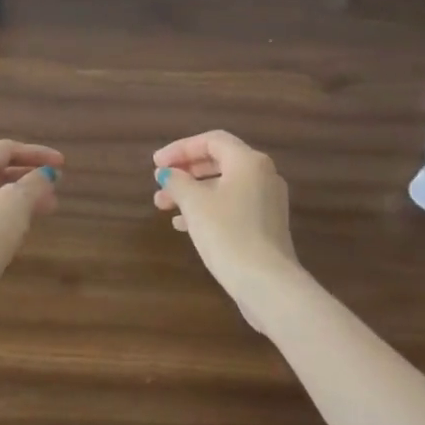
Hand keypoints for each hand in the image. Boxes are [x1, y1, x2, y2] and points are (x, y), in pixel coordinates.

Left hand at [0, 139, 63, 296]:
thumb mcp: (16, 204)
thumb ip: (35, 184)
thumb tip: (45, 174)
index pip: (5, 149)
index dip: (36, 153)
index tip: (62, 164)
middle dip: (30, 177)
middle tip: (56, 189)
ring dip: (22, 197)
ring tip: (47, 209)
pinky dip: (8, 213)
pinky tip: (23, 228)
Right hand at [153, 131, 298, 301]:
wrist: (267, 284)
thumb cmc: (227, 233)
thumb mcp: (194, 203)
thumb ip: (177, 181)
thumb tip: (167, 174)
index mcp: (248, 161)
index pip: (211, 141)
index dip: (180, 148)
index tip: (156, 164)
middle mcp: (263, 175)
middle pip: (218, 162)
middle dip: (185, 171)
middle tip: (160, 182)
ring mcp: (268, 201)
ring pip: (223, 186)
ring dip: (192, 192)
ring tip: (163, 206)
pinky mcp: (266, 225)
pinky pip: (232, 205)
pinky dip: (207, 208)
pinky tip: (184, 224)